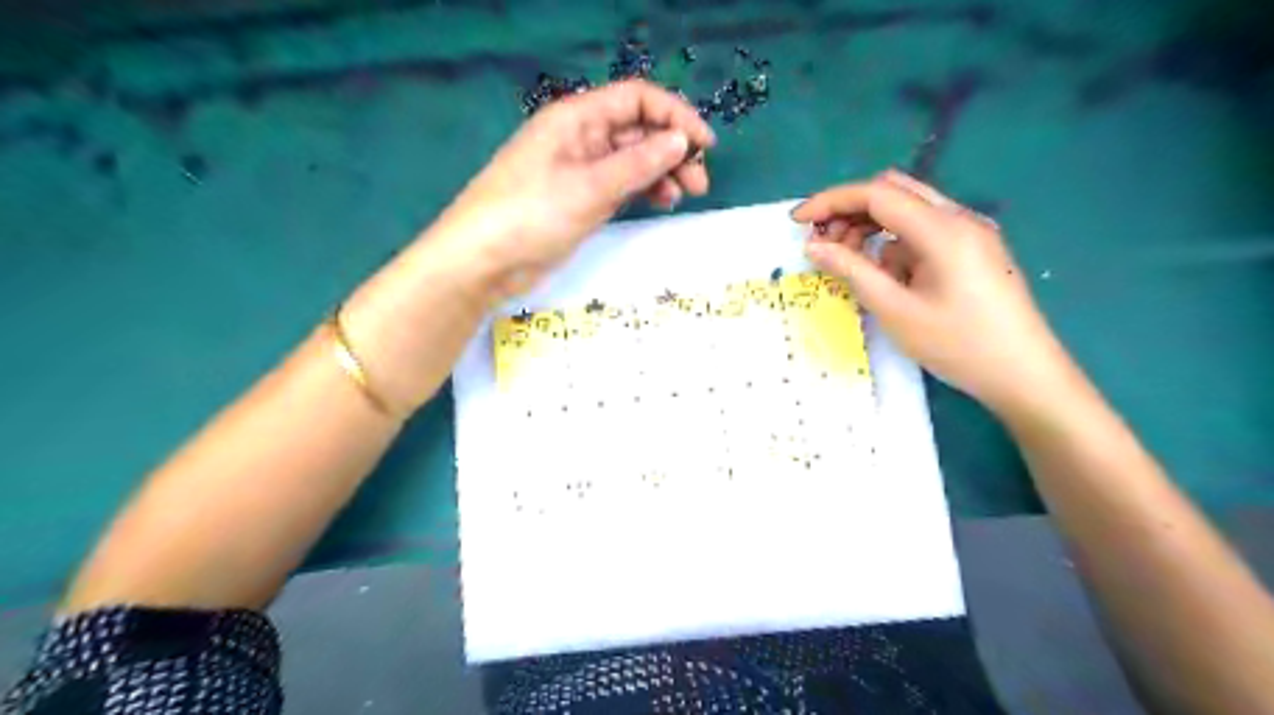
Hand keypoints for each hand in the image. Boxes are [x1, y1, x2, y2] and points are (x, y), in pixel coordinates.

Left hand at [423, 79, 712, 298]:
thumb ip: (638, 163)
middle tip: (699, 183)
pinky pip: (619, 184)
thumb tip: (680, 141)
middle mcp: (580, 137)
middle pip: (637, 130)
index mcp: (577, 119)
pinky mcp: (579, 199)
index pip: (636, 100)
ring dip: (660, 172)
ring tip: (682, 197)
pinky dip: (641, 190)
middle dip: (672, 150)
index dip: (674, 115)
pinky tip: (658, 203)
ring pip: (631, 159)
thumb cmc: (531, 215)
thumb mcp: (589, 187)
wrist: (483, 261)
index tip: (704, 145)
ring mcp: (580, 170)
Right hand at [793, 170, 1071, 412]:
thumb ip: (852, 271)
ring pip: (908, 210)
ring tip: (850, 263)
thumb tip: (814, 247)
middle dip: (850, 210)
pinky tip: (888, 277)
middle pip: (893, 192)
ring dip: (872, 227)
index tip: (797, 221)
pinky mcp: (973, 249)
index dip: (831, 201)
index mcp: (943, 230)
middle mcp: (959, 219)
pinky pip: (923, 232)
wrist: (1026, 375)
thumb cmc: (959, 346)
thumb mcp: (896, 311)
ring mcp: (970, 233)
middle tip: (823, 244)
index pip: (877, 194)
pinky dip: (895, 243)